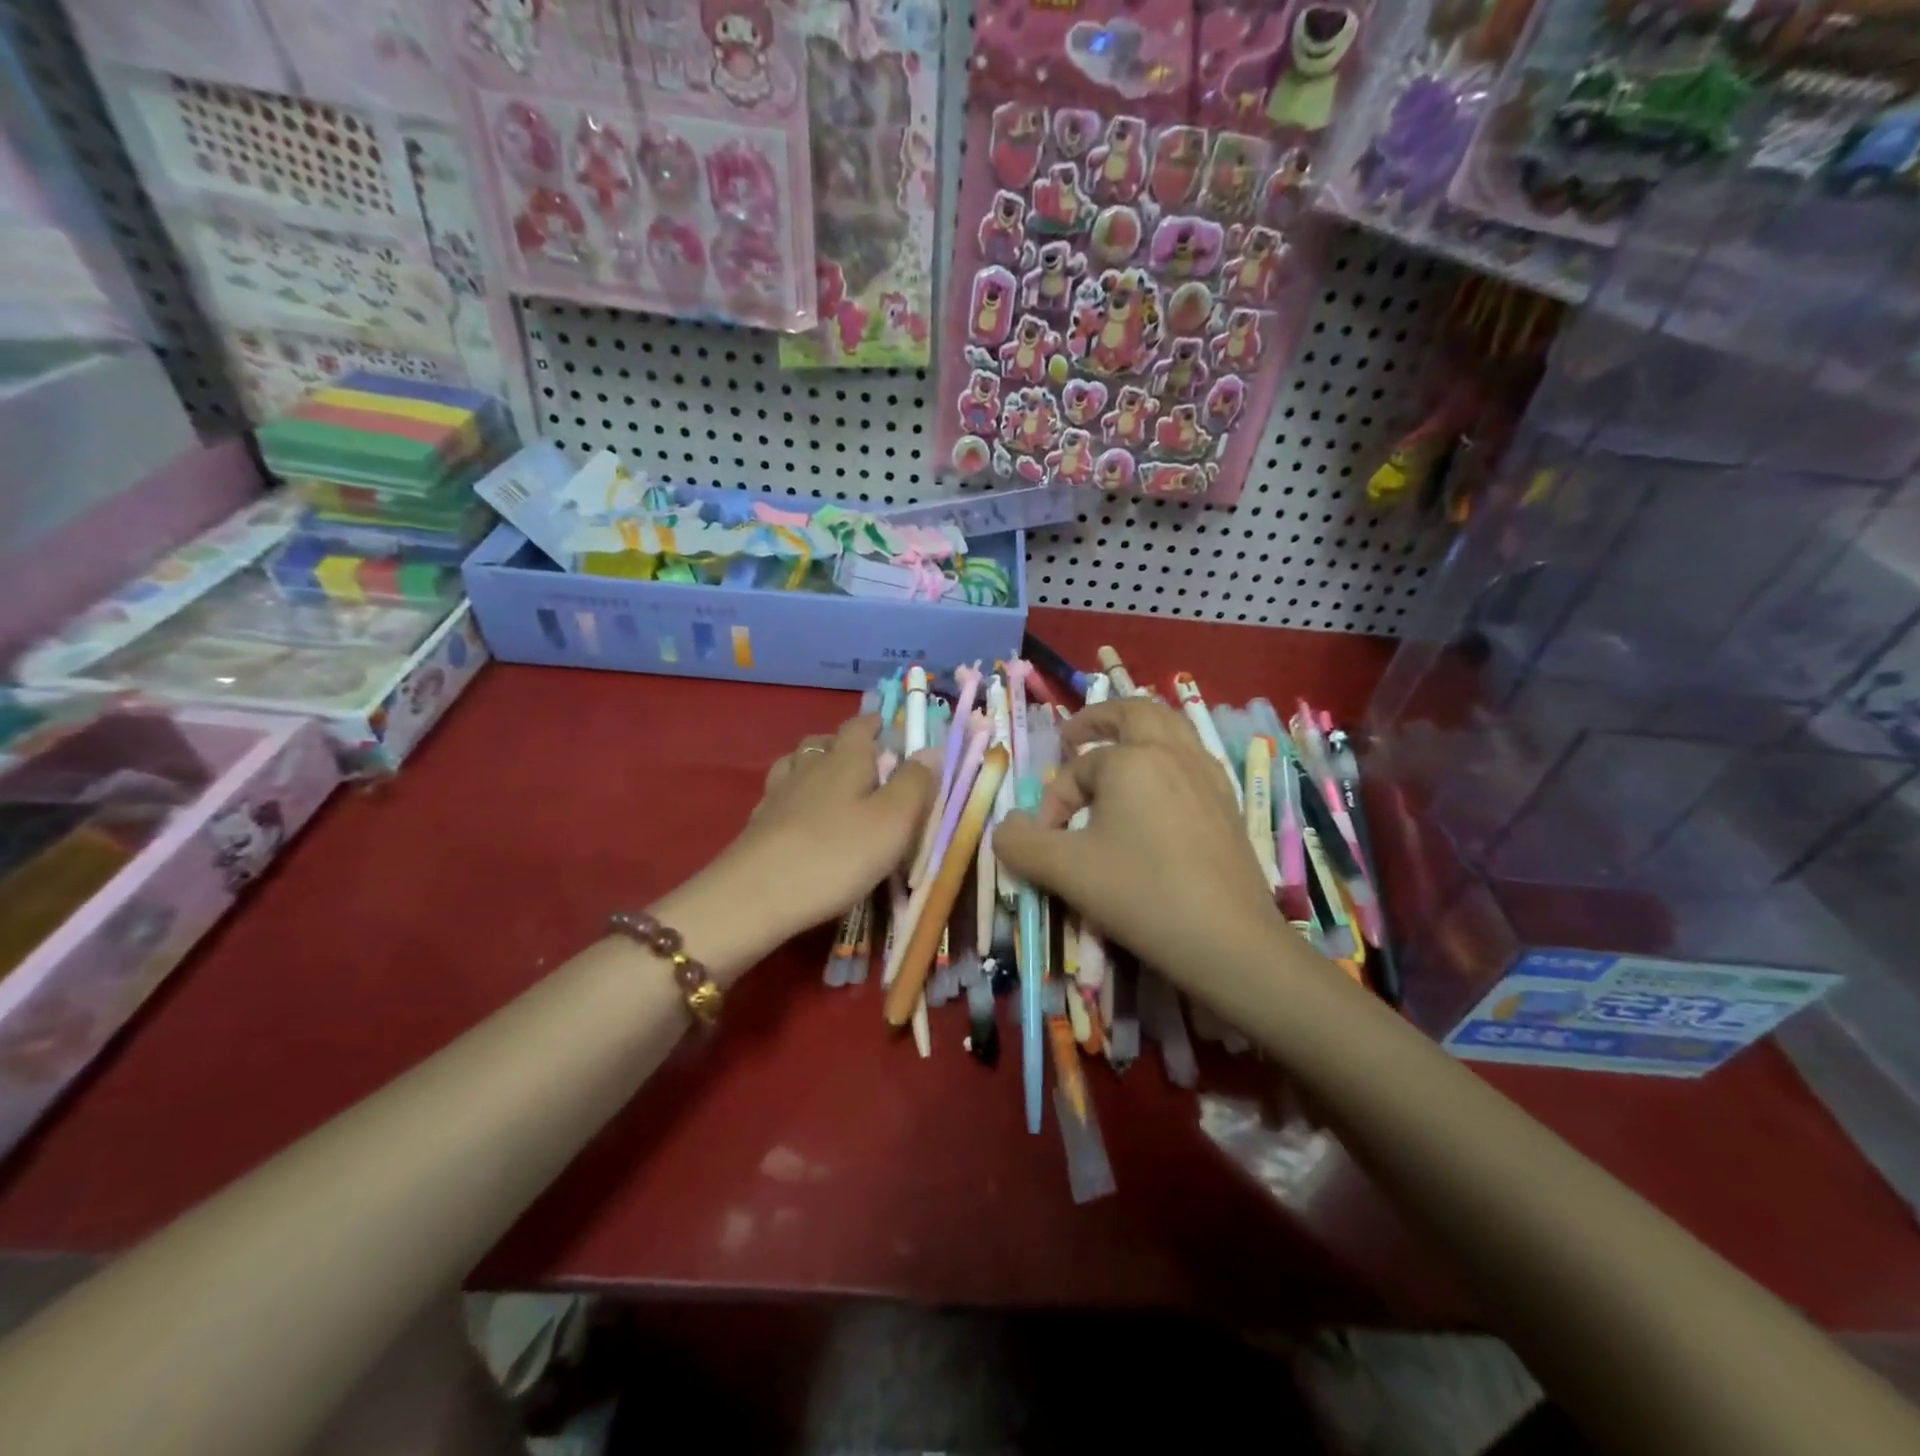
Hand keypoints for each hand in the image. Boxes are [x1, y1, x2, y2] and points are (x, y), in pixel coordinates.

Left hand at [718, 715, 935, 943]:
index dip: (876, 723)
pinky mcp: (759, 824)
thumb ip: (915, 782)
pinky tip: (801, 817)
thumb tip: (930, 749)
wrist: (755, 896)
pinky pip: (781, 796)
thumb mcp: (893, 820)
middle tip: (869, 761)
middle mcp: (808, 766)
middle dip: (847, 744)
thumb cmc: (836, 853)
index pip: (860, 726)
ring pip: (797, 765)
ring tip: (833, 784)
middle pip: (825, 741)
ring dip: (816, 766)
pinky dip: (795, 797)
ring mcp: (778, 794)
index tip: (890, 726)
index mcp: (845, 759)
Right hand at [993, 698, 1285, 988]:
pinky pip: (1193, 759)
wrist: (1228, 940)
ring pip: (1171, 729)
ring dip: (1138, 731)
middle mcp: (1173, 753)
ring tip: (1116, 751)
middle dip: (1098, 719)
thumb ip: (1021, 844)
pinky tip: (1158, 790)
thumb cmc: (1141, 893)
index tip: (1048, 841)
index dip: (1054, 801)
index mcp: (1131, 759)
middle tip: (1074, 736)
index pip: (1078, 769)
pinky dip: (1167, 757)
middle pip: (1134, 713)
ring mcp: (1208, 776)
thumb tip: (1005, 827)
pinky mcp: (1228, 803)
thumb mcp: (1065, 870)